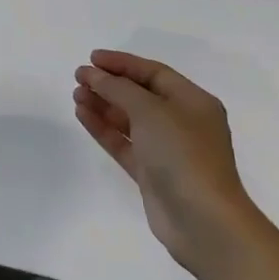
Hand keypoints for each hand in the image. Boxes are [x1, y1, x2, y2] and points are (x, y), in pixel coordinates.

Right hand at [74, 49, 260, 277]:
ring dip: (103, 105)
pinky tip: (83, 115)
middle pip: (141, 95)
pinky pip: (124, 143)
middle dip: (110, 84)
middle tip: (79, 77)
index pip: (154, 73)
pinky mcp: (152, 174)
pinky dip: (104, 129)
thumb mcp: (150, 110)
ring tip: (76, 95)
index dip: (122, 63)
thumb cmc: (182, 154)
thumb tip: (94, 75)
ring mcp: (167, 150)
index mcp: (193, 102)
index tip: (92, 59)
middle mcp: (182, 122)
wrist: (203, 220)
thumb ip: (118, 89)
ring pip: (129, 120)